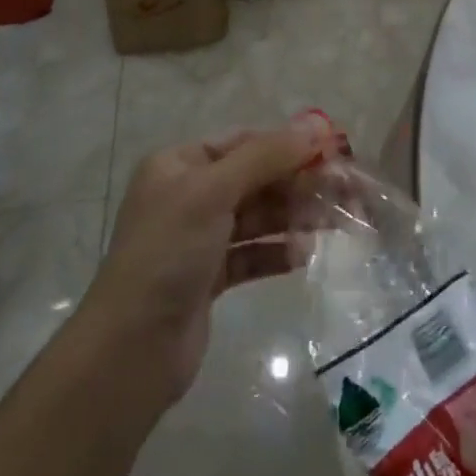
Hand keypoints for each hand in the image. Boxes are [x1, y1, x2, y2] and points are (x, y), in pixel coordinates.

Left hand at [75, 116, 336, 407]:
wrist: (130, 350)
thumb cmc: (168, 254)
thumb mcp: (214, 192)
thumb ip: (266, 156)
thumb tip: (316, 125)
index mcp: (179, 165)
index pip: (245, 142)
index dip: (289, 144)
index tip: (334, 153)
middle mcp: (188, 195)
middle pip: (256, 179)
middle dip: (299, 184)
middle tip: (346, 191)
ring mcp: (198, 238)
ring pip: (259, 217)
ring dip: (295, 217)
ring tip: (334, 224)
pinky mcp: (210, 277)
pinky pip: (253, 254)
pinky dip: (278, 252)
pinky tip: (305, 256)